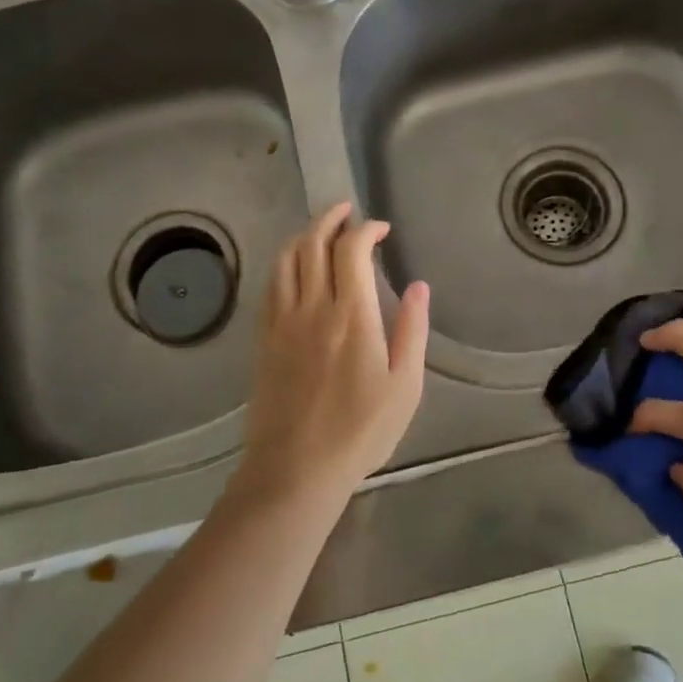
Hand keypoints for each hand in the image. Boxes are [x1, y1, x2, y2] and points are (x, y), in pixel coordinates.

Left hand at [233, 202, 429, 507]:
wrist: (295, 469)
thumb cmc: (360, 432)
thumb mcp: (404, 387)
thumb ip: (412, 331)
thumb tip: (418, 286)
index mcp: (352, 316)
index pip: (351, 251)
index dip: (365, 229)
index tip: (381, 229)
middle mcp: (312, 308)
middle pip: (313, 244)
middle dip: (330, 219)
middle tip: (347, 212)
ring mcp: (282, 322)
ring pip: (285, 260)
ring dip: (303, 236)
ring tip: (320, 231)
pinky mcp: (264, 340)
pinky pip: (270, 287)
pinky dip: (283, 264)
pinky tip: (293, 268)